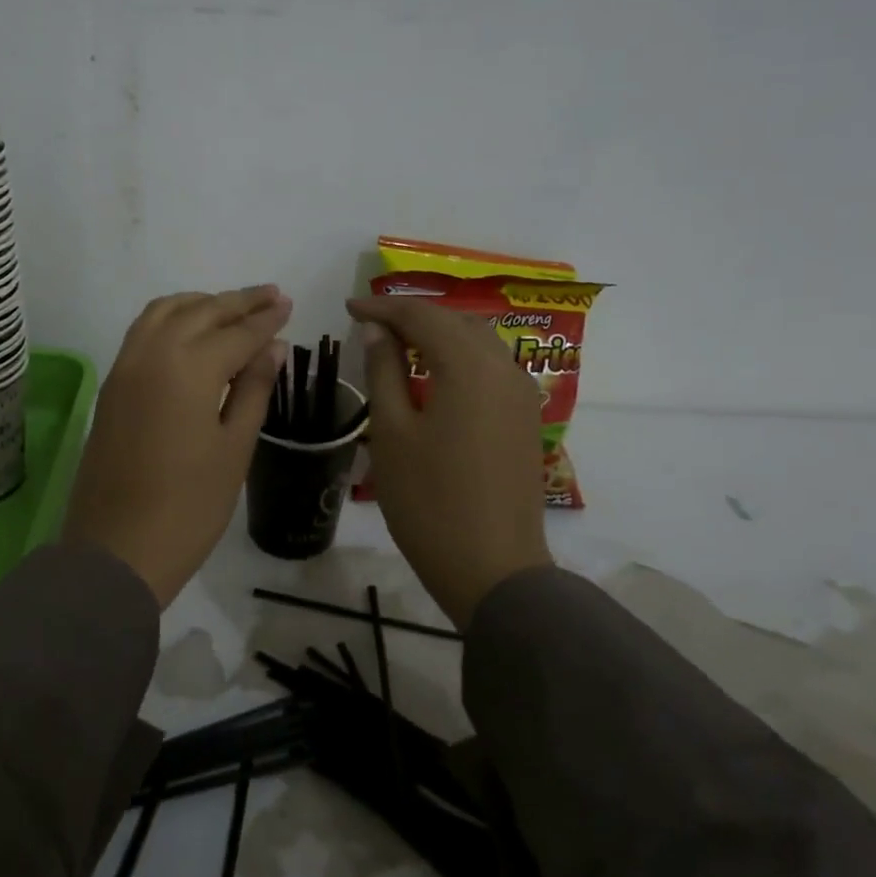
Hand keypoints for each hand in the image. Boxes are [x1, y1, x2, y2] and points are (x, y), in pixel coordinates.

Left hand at [64, 286, 292, 605]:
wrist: (117, 548)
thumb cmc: (189, 507)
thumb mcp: (234, 448)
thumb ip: (254, 389)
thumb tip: (273, 346)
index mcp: (190, 368)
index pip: (237, 332)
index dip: (266, 318)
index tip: (288, 303)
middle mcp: (153, 353)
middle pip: (201, 311)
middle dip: (239, 301)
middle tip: (270, 295)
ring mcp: (126, 366)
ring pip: (166, 311)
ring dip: (201, 302)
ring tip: (231, 307)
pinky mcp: (112, 383)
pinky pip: (143, 330)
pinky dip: (171, 317)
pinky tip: (190, 329)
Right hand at [346, 295, 551, 628]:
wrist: (493, 569)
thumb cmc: (429, 501)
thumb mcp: (392, 432)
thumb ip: (384, 371)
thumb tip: (378, 330)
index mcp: (469, 366)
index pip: (422, 316)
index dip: (383, 308)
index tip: (349, 307)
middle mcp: (504, 368)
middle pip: (456, 321)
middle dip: (413, 316)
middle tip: (372, 323)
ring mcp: (522, 395)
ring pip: (479, 342)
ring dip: (440, 334)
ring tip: (400, 343)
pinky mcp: (526, 419)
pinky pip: (492, 368)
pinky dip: (460, 358)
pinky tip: (435, 374)